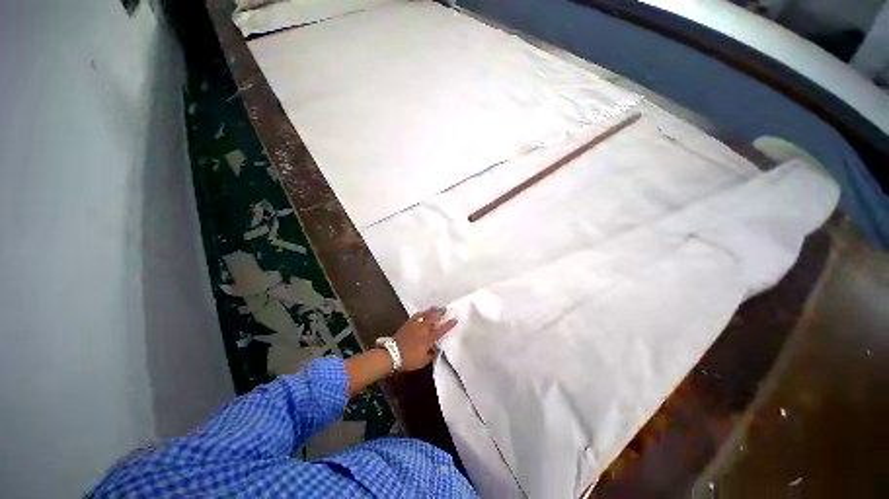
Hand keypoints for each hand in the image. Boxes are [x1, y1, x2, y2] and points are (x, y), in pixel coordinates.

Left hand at [394, 307, 457, 370]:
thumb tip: (435, 349)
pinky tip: (423, 312)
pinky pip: (416, 316)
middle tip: (445, 308)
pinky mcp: (408, 324)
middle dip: (440, 313)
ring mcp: (415, 325)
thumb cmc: (408, 360)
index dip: (449, 325)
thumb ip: (430, 354)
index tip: (455, 319)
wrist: (392, 354)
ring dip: (431, 311)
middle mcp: (423, 330)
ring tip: (436, 307)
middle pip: (433, 318)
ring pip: (425, 315)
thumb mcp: (422, 362)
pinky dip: (421, 313)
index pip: (441, 330)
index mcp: (428, 339)